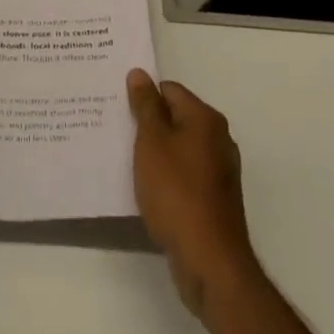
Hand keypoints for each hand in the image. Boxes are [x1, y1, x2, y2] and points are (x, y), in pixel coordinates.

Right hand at [128, 69, 259, 320]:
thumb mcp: (152, 142)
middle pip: (175, 118)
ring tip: (124, 159)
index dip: (142, 96)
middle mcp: (217, 139)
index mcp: (205, 119)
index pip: (169, 90)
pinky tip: (145, 187)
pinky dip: (165, 175)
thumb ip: (145, 106)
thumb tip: (140, 74)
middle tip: (115, 129)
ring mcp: (218, 170)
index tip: (117, 107)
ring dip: (154, 152)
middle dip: (147, 123)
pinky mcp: (214, 198)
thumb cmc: (177, 192)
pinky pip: (184, 173)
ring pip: (178, 147)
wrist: (209, 260)